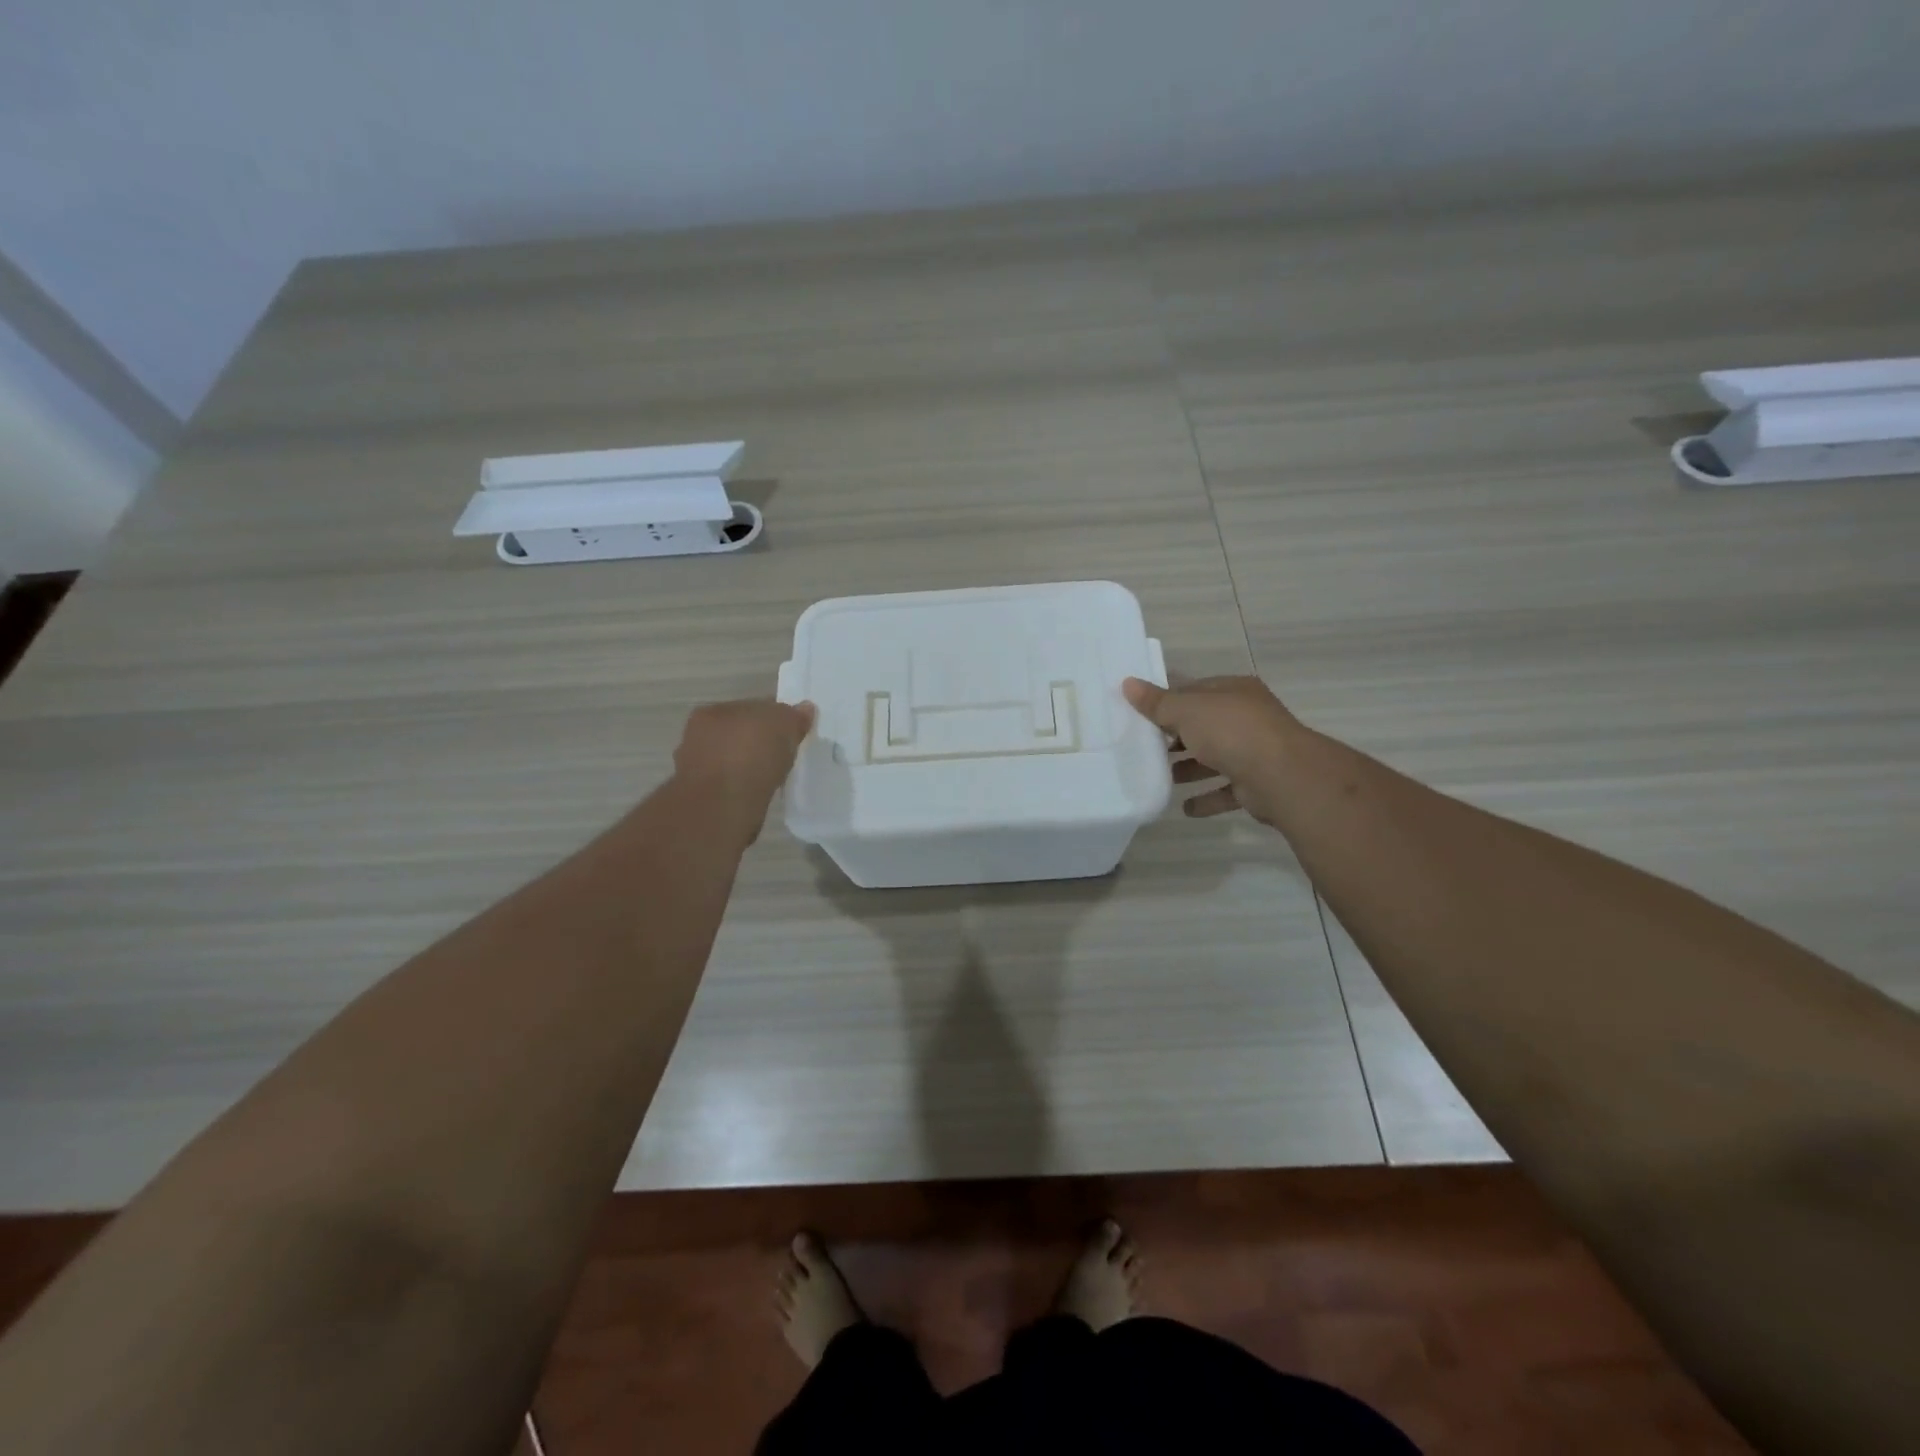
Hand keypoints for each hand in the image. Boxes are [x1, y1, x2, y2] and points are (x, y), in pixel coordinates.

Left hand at [673, 698, 816, 836]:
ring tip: (773, 776)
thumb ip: (794, 716)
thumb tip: (805, 708)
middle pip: (740, 733)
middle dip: (759, 742)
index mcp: (714, 711)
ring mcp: (697, 767)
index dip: (773, 718)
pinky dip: (744, 787)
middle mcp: (698, 735)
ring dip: (749, 766)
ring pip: (733, 760)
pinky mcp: (702, 797)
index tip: (791, 732)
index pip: (750, 708)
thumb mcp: (784, 725)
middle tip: (783, 754)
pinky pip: (731, 784)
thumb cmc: (751, 755)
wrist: (724, 806)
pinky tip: (759, 792)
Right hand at [1123, 676, 1301, 827]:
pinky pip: (1225, 790)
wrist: (1282, 776)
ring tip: (1161, 777)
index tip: (1139, 714)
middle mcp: (1247, 718)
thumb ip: (1157, 702)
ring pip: (1214, 758)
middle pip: (1203, 725)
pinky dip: (1206, 798)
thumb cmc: (1231, 731)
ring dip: (1189, 768)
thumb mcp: (1186, 711)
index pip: (1194, 691)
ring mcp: (1254, 751)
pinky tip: (1185, 808)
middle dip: (1175, 737)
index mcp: (1233, 691)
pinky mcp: (1256, 784)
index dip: (1167, 700)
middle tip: (1144, 747)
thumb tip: (1127, 683)